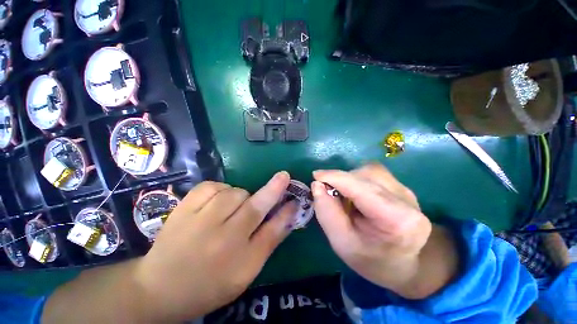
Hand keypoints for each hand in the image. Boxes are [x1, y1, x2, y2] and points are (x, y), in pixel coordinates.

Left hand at [134, 172, 295, 321]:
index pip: (273, 230)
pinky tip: (217, 201)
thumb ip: (269, 240)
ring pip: (235, 192)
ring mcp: (200, 221)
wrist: (159, 288)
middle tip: (281, 179)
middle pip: (256, 204)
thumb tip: (288, 213)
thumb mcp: (246, 271)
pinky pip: (212, 186)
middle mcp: (223, 240)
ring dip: (241, 196)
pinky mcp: (184, 208)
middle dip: (272, 189)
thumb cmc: (209, 284)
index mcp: (241, 262)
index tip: (295, 194)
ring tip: (233, 208)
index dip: (286, 209)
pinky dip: (220, 189)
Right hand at [312, 164, 456, 298]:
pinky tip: (356, 195)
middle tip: (329, 192)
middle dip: (341, 180)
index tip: (315, 176)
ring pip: (370, 171)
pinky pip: (374, 174)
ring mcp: (406, 191)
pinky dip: (358, 180)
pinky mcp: (402, 187)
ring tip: (344, 196)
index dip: (335, 177)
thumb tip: (317, 184)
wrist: (404, 265)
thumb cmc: (371, 260)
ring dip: (350, 179)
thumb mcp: (342, 243)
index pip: (361, 188)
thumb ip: (327, 212)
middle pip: (366, 175)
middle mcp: (406, 199)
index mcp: (396, 219)